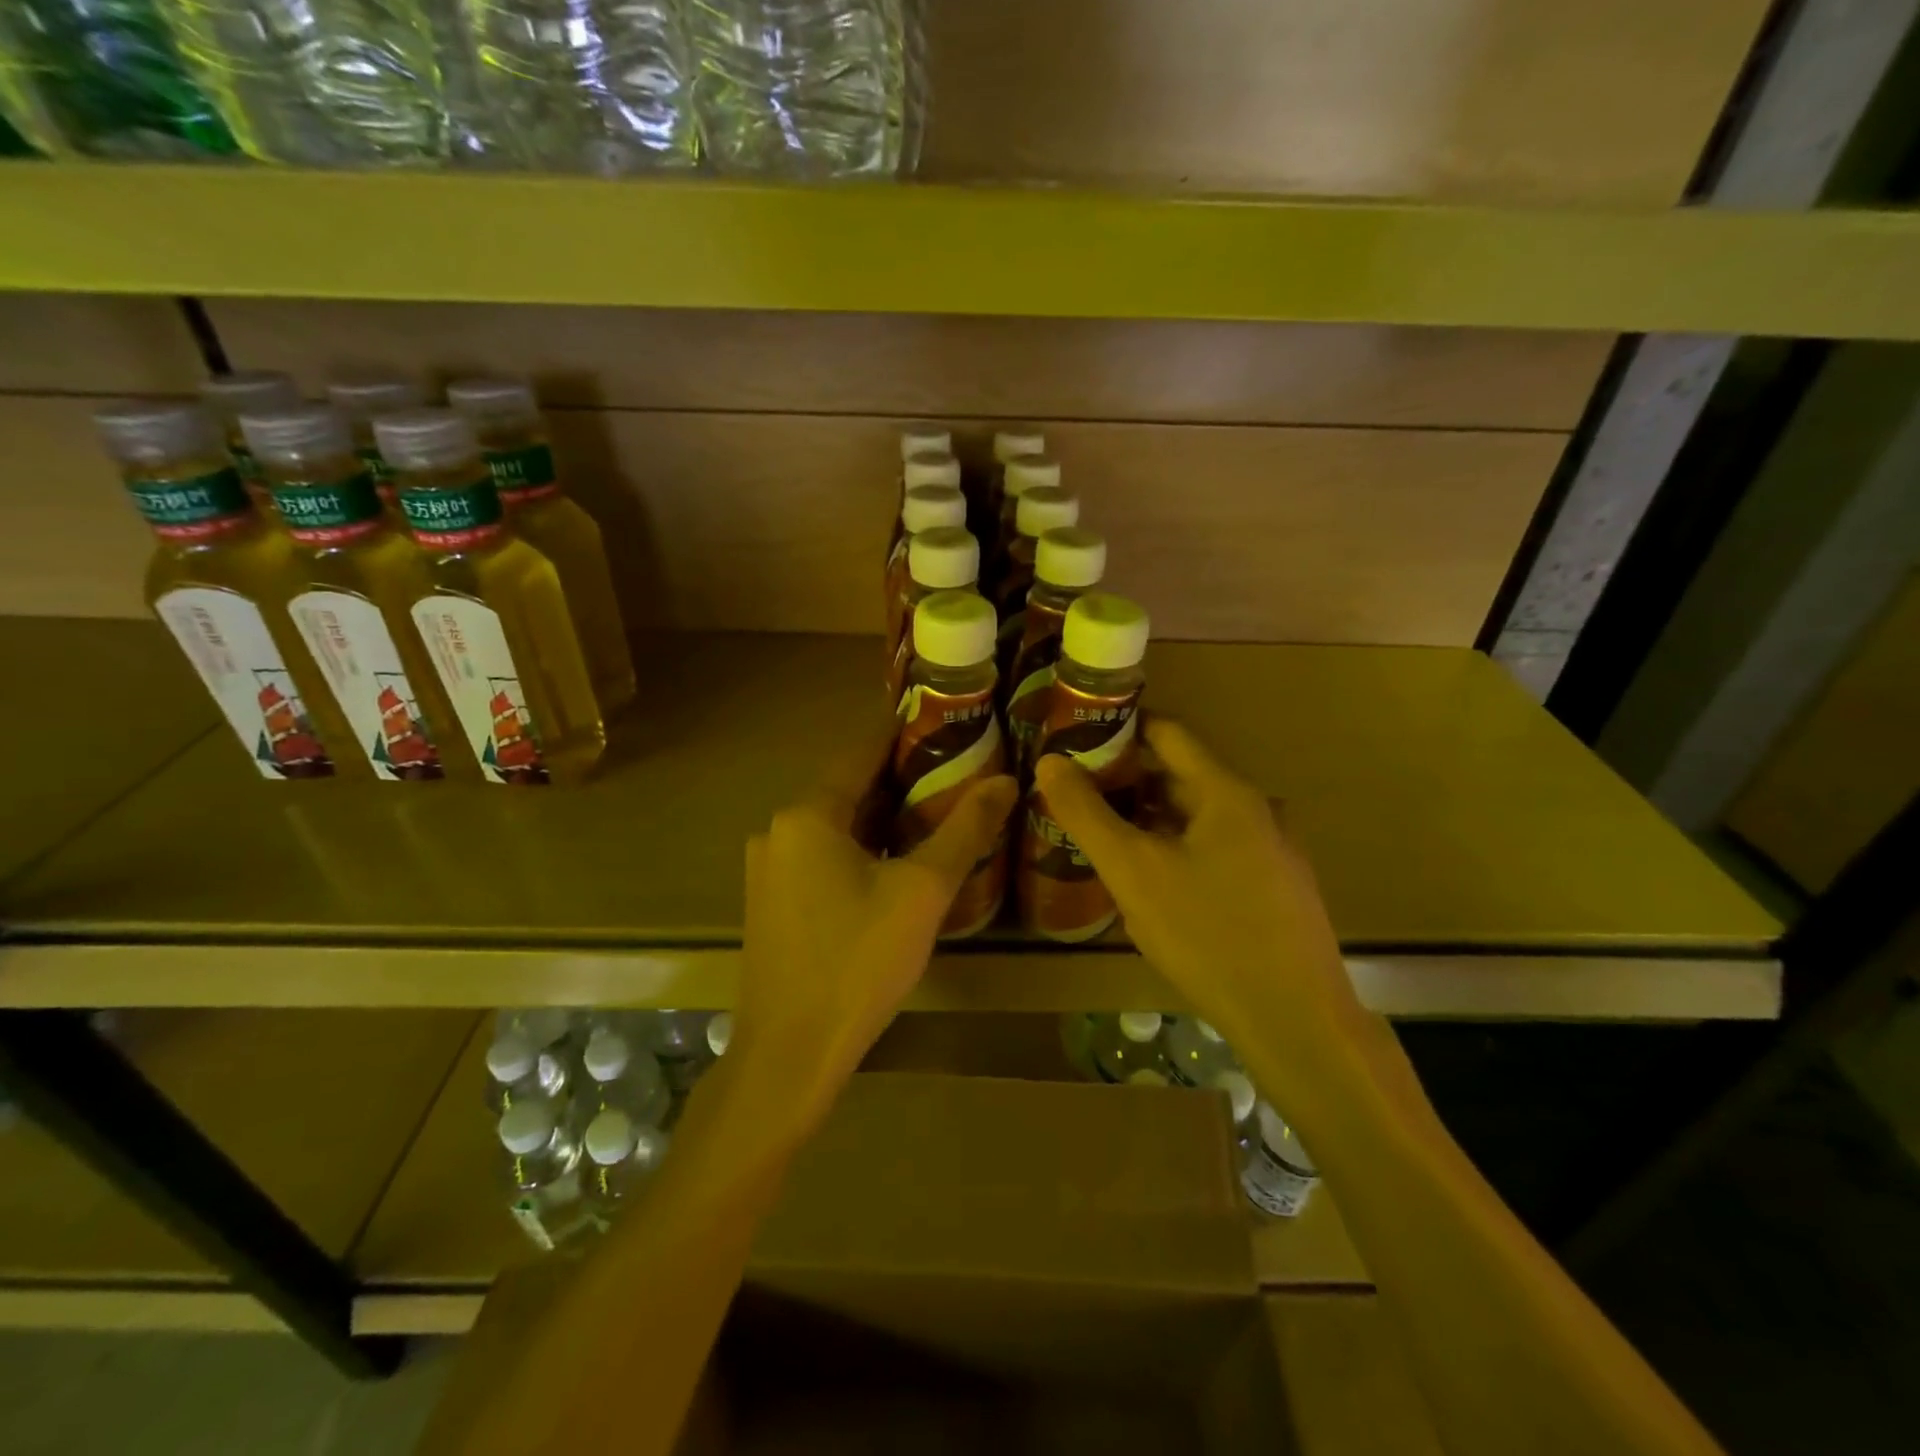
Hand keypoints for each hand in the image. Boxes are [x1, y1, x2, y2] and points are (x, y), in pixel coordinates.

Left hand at [734, 728, 1016, 1124]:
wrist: (790, 1053)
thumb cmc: (858, 961)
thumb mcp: (923, 891)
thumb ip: (965, 830)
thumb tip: (1006, 780)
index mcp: (808, 815)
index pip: (861, 753)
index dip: (902, 736)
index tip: (945, 725)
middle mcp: (779, 831)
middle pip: (849, 790)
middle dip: (900, 781)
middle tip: (957, 773)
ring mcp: (770, 870)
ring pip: (837, 828)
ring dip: (882, 819)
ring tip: (938, 814)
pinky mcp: (772, 905)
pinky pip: (823, 859)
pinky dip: (861, 851)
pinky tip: (897, 866)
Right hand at [1035, 718, 1372, 1108]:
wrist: (1295, 1021)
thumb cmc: (1208, 935)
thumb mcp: (1133, 871)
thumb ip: (1086, 813)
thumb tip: (1050, 762)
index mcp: (1227, 793)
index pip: (1168, 733)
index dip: (1121, 728)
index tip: (1077, 736)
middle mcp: (1257, 811)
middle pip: (1181, 776)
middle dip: (1127, 780)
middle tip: (1075, 791)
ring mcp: (1271, 852)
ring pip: (1197, 818)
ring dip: (1149, 819)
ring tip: (1101, 833)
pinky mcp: (1274, 889)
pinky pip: (1214, 850)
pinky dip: (1175, 849)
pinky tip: (1148, 880)